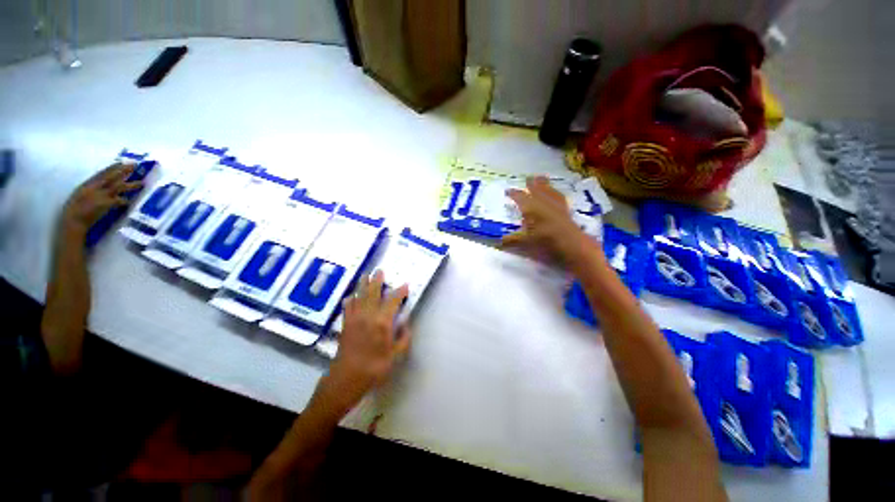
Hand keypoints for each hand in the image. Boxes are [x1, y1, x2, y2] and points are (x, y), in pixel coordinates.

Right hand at [61, 163, 142, 235]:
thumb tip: (102, 187)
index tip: (122, 162)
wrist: (72, 222)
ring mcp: (100, 195)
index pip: (102, 173)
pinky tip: (129, 201)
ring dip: (131, 185)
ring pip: (119, 186)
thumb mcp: (80, 195)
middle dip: (123, 170)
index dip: (113, 167)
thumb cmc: (74, 211)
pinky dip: (124, 201)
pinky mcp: (105, 204)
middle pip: (111, 176)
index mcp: (87, 185)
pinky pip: (119, 201)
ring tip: (141, 183)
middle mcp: (94, 187)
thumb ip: (91, 190)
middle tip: (135, 165)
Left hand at [321, 271, 410, 412]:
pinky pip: (347, 307)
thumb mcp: (395, 355)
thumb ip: (403, 338)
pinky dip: (350, 300)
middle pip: (373, 293)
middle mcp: (368, 315)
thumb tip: (406, 324)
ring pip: (359, 296)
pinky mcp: (346, 324)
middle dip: (377, 281)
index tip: (405, 285)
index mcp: (383, 322)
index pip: (393, 301)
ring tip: (365, 275)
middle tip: (379, 270)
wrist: (347, 378)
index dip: (400, 292)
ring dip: (362, 285)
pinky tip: (350, 296)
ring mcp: (355, 319)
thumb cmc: (375, 367)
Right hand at [501, 176, 596, 264]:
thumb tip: (498, 242)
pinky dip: (555, 192)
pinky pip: (559, 196)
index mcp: (529, 206)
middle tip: (527, 178)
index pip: (519, 197)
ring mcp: (554, 203)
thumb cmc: (543, 239)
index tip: (508, 191)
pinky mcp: (565, 208)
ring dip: (543, 183)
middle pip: (535, 188)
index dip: (513, 193)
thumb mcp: (524, 241)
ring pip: (548, 189)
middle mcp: (541, 201)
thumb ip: (511, 240)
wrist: (569, 241)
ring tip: (541, 178)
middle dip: (530, 183)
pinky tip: (556, 193)